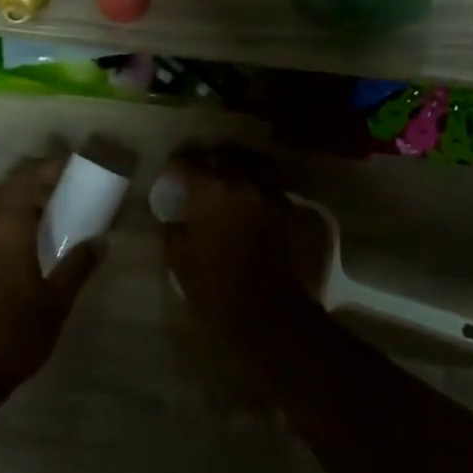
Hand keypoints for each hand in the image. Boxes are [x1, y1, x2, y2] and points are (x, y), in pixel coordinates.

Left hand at [0, 154, 105, 406]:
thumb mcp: (55, 304)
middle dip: (31, 178)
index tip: (72, 164)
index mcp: (7, 229)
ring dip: (12, 196)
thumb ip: (78, 267)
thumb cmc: (11, 337)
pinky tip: (12, 239)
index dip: (50, 167)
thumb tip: (102, 241)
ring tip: (39, 208)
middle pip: (5, 187)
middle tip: (59, 183)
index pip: (28, 180)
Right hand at [158, 147, 323, 353]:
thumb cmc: (216, 288)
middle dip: (213, 163)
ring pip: (258, 172)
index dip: (176, 166)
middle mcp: (246, 183)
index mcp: (211, 190)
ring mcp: (277, 197)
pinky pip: (278, 198)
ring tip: (236, 192)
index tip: (171, 175)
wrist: (271, 316)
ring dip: (244, 178)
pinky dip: (266, 201)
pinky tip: (262, 216)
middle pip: (226, 156)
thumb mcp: (179, 261)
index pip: (187, 162)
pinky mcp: (301, 215)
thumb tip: (173, 218)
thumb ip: (173, 230)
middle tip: (204, 177)